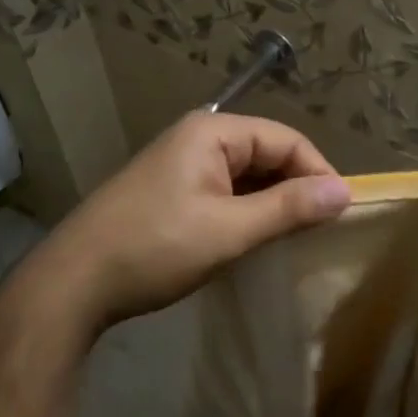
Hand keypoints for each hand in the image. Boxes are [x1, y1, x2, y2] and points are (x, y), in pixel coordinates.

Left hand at [17, 113, 350, 334]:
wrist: (73, 283)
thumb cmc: (155, 248)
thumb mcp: (229, 230)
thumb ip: (288, 208)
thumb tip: (344, 191)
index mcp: (212, 132)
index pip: (285, 139)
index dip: (318, 172)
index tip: (341, 212)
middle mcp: (197, 139)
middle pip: (265, 153)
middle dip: (295, 187)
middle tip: (321, 229)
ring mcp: (180, 165)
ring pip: (245, 175)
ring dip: (271, 202)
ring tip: (295, 237)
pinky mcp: (170, 192)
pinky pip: (224, 191)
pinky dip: (246, 211)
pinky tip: (256, 239)